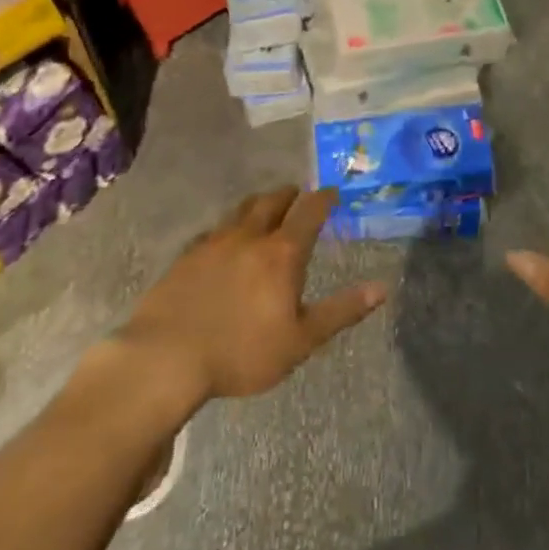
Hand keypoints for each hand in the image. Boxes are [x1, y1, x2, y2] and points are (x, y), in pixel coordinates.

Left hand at [122, 187, 385, 405]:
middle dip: (290, 194)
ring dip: (259, 204)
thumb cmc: (241, 352)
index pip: (309, 211)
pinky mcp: (187, 255)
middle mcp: (250, 236)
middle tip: (299, 195)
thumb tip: (382, 288)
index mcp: (282, 252)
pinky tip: (225, 241)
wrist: (166, 357)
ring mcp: (215, 242)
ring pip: (242, 209)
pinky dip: (229, 227)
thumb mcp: (300, 340)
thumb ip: (342, 311)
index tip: (333, 192)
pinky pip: (215, 229)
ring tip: (266, 209)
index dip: (324, 198)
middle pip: (273, 200)